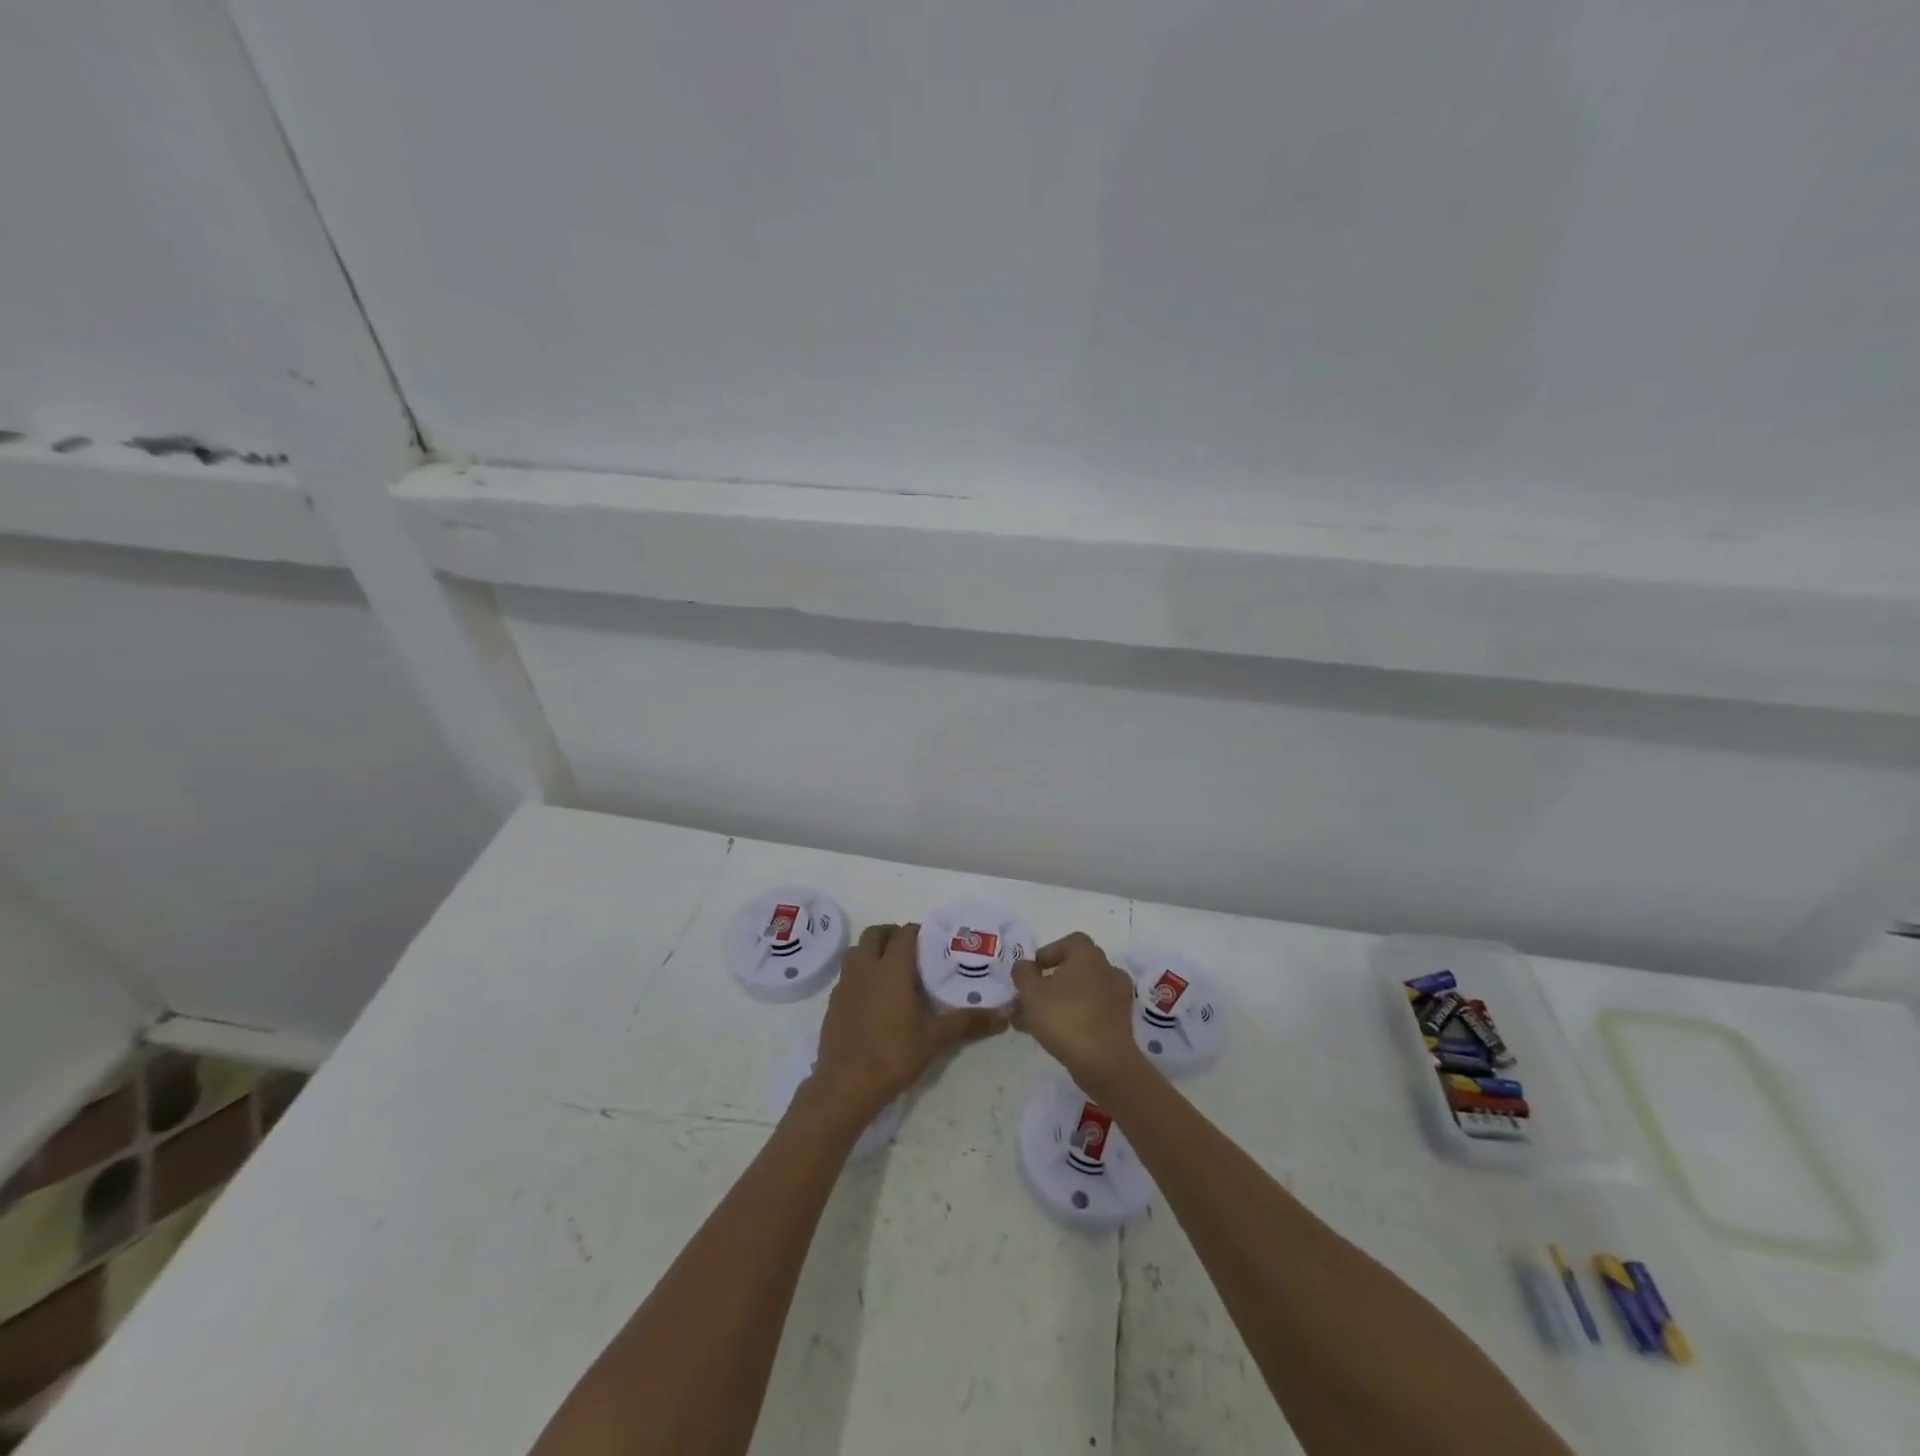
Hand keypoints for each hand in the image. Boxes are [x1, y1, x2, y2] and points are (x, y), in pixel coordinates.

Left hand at [807, 923, 1007, 1127]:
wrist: (846, 1085)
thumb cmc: (895, 1054)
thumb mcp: (936, 1038)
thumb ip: (969, 1022)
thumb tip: (1004, 1016)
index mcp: (892, 967)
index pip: (904, 933)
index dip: (918, 932)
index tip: (932, 942)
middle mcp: (865, 967)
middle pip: (874, 934)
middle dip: (891, 935)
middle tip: (910, 951)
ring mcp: (845, 984)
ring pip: (856, 952)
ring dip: (871, 951)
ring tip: (890, 971)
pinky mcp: (833, 1003)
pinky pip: (847, 976)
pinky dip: (859, 975)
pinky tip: (872, 999)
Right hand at [1011, 932, 1143, 1095]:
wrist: (1105, 1063)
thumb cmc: (1065, 1017)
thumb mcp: (1030, 992)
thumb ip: (1022, 973)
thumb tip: (1025, 966)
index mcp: (1088, 955)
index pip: (1069, 942)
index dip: (1048, 954)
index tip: (1032, 973)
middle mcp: (1107, 970)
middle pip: (1074, 969)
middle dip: (1050, 983)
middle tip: (1030, 1000)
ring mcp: (1118, 997)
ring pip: (1082, 993)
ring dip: (1060, 1002)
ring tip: (1035, 1023)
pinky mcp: (1121, 1023)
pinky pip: (1092, 1012)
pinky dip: (1075, 1018)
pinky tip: (1055, 1036)